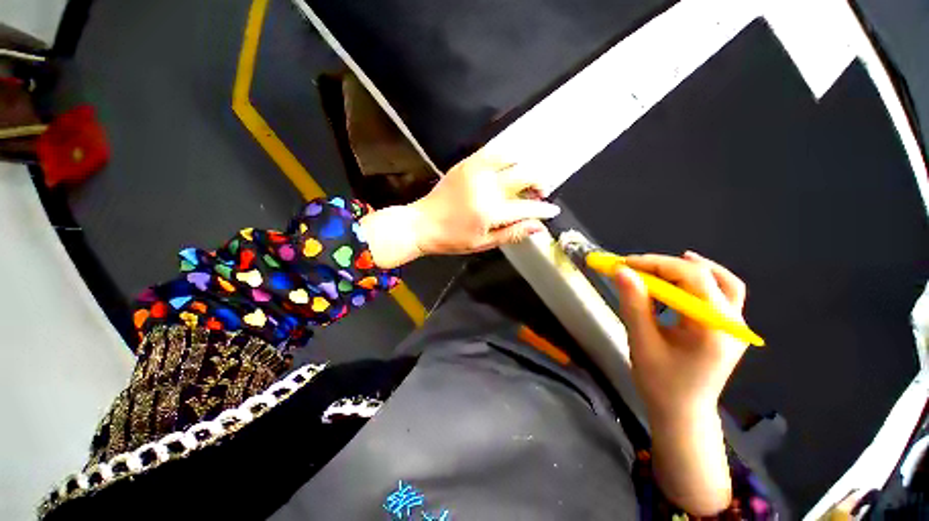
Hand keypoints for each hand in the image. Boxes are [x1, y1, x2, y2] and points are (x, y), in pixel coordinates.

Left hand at [360, 151, 559, 267]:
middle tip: (540, 193)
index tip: (552, 210)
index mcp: (490, 211)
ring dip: (524, 167)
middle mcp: (486, 186)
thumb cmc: (453, 239)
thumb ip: (513, 233)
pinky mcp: (466, 163)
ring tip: (523, 181)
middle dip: (539, 182)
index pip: (527, 207)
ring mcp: (475, 171)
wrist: (422, 223)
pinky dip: (506, 158)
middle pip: (525, 175)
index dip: (543, 209)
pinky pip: (493, 152)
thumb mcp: (483, 243)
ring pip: (512, 158)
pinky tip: (508, 168)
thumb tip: (539, 226)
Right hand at [613, 251, 749, 513]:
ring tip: (657, 268)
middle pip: (708, 276)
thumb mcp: (642, 342)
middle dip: (668, 266)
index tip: (625, 263)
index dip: (657, 264)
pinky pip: (720, 293)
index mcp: (714, 328)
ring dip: (688, 269)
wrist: (682, 413)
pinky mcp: (726, 327)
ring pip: (722, 281)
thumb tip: (622, 271)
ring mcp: (734, 325)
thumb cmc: (660, 382)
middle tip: (636, 267)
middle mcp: (733, 322)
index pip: (693, 278)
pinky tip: (677, 282)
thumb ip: (634, 304)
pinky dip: (697, 281)